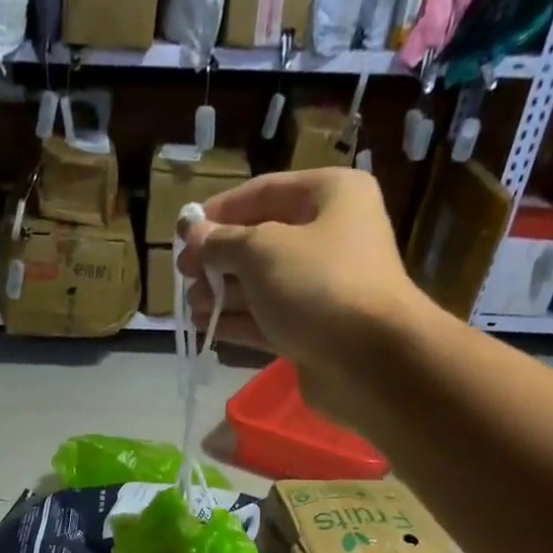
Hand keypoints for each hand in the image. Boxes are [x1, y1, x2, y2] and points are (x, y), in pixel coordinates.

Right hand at [178, 169, 429, 426]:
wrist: (370, 360)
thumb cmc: (318, 286)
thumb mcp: (261, 251)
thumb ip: (221, 242)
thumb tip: (193, 235)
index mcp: (330, 195)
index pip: (263, 192)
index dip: (219, 212)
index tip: (183, 233)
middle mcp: (331, 236)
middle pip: (262, 240)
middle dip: (219, 259)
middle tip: (184, 276)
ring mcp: (324, 288)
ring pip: (263, 284)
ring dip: (224, 293)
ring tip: (191, 306)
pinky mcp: (315, 331)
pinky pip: (270, 319)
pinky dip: (239, 321)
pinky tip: (207, 326)